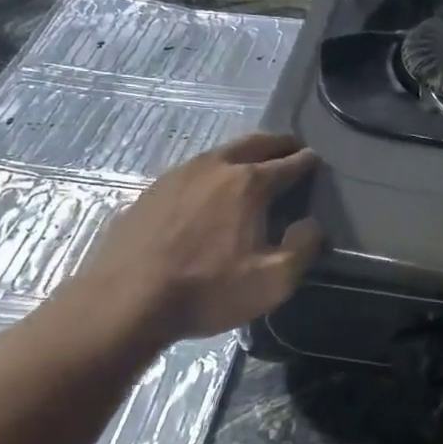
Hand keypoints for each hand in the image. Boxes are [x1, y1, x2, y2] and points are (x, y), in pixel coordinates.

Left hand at [64, 133, 324, 348]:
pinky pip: (194, 170)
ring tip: (254, 163)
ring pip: (221, 152)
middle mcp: (215, 167)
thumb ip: (303, 248)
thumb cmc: (207, 290)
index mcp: (249, 183)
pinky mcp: (152, 190)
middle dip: (278, 144)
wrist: (126, 300)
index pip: (289, 164)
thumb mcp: (272, 280)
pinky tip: (210, 188)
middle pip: (254, 144)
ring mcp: (179, 174)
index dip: (307, 162)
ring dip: (244, 153)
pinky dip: (213, 170)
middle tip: (291, 147)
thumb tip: (312, 224)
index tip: (316, 160)